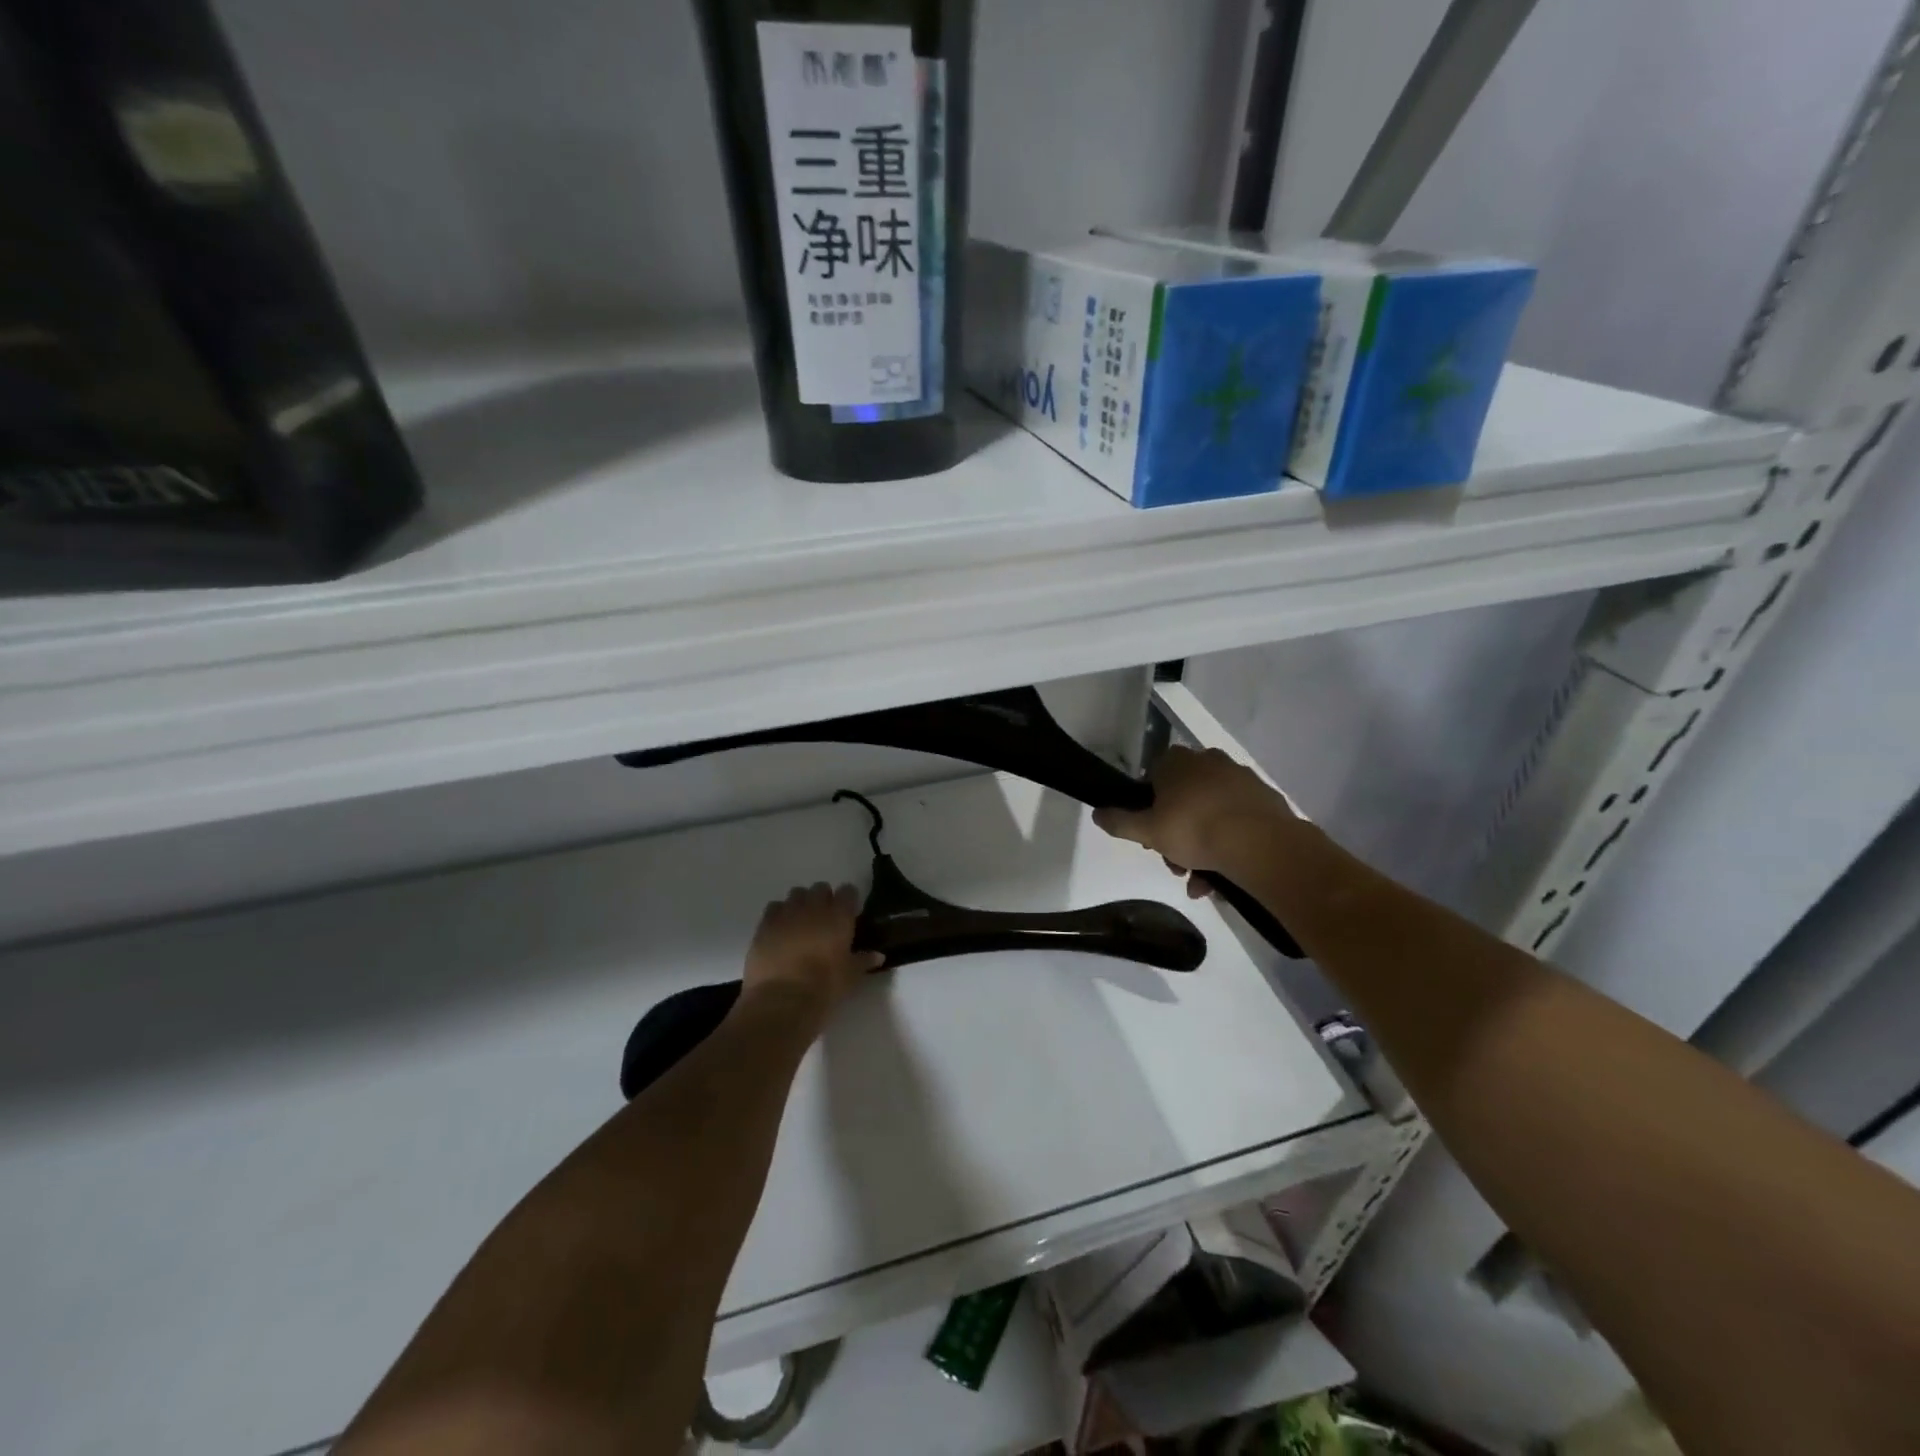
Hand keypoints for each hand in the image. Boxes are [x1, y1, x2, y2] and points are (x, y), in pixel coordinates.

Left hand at [742, 883, 883, 1019]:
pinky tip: (781, 930)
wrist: (781, 1001)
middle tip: (825, 919)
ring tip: (801, 923)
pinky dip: (779, 914)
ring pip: (796, 894)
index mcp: (839, 916)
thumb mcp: (850, 977)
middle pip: (820, 888)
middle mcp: (813, 907)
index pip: (848, 891)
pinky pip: (774, 908)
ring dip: (801, 904)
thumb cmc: (823, 988)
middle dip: (824, 899)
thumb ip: (863, 961)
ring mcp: (787, 913)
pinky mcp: (765, 924)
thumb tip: (878, 955)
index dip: (849, 900)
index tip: (849, 913)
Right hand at [1093, 746, 1297, 893]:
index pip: (1153, 779)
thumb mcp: (1146, 830)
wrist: (1261, 844)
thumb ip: (1119, 821)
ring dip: (1200, 849)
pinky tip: (1222, 878)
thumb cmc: (1194, 829)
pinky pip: (1236, 822)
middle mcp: (1209, 762)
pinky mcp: (1265, 799)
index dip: (1148, 810)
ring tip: (1199, 884)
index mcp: (1178, 762)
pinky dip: (1227, 846)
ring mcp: (1240, 779)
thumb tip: (1097, 812)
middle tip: (1174, 865)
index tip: (1151, 837)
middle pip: (1182, 801)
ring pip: (1209, 815)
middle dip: (1175, 836)